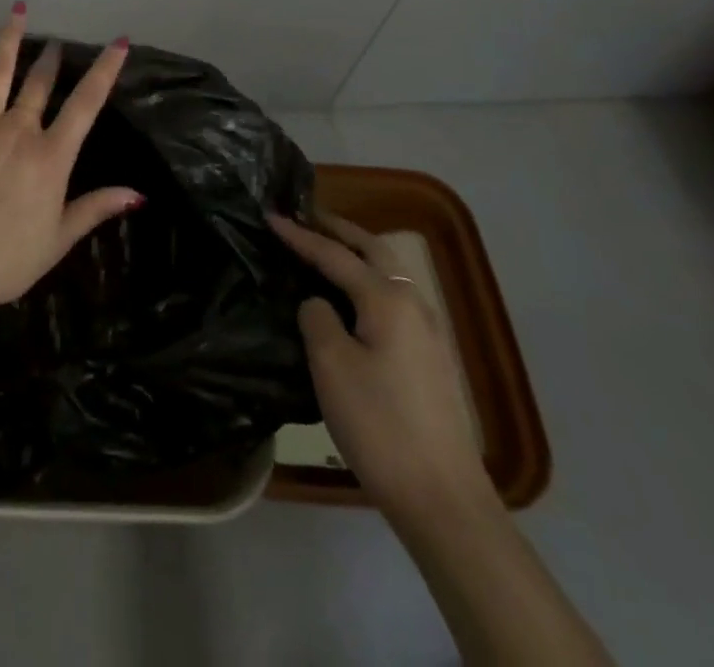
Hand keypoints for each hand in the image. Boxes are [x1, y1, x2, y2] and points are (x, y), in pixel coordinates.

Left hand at [0, 4, 140, 305]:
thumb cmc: (8, 258)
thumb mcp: (60, 238)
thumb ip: (96, 207)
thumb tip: (138, 193)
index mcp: (51, 155)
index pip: (86, 103)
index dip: (105, 70)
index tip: (119, 42)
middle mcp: (18, 128)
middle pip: (40, 83)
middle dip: (51, 58)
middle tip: (55, 43)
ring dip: (10, 38)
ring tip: (19, 10)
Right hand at [270, 212, 491, 521]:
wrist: (442, 497)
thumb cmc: (379, 424)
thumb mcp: (330, 365)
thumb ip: (317, 317)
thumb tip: (319, 304)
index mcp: (387, 298)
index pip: (334, 255)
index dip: (300, 235)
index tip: (270, 216)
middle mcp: (413, 303)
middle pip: (372, 249)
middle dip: (338, 229)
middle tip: (305, 216)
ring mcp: (427, 331)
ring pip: (387, 272)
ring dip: (356, 252)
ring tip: (324, 248)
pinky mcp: (430, 357)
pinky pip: (393, 296)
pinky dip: (367, 279)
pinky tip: (350, 297)